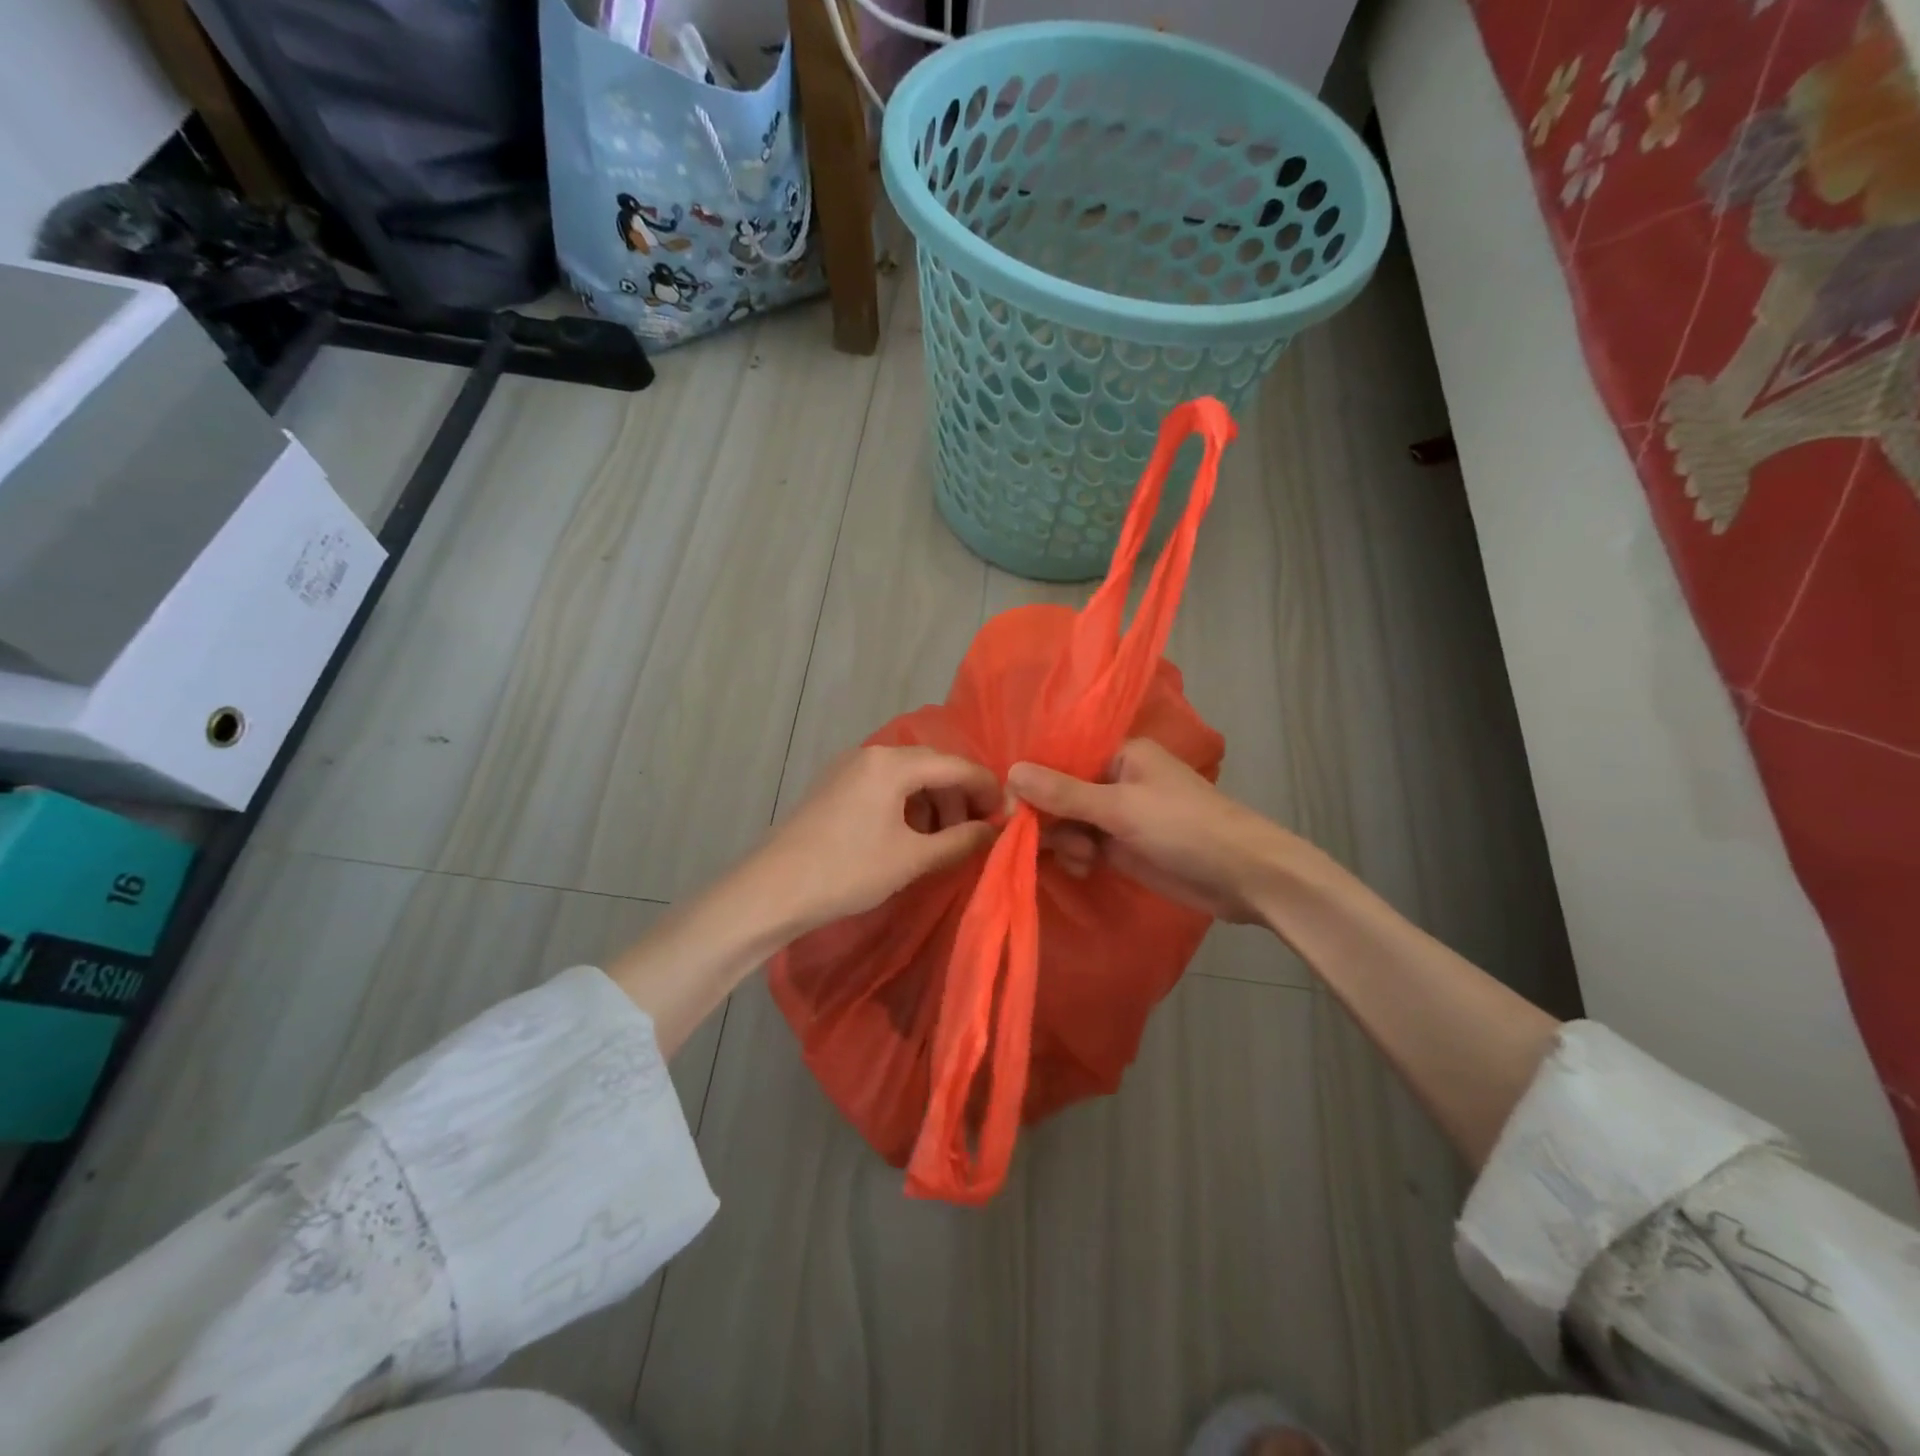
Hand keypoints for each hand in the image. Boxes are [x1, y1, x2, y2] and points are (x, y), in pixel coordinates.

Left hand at [742, 745, 1001, 936]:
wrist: (770, 891)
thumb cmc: (847, 871)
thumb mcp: (911, 859)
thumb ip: (960, 841)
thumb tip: (996, 831)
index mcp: (891, 763)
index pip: (955, 765)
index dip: (987, 788)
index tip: (1008, 816)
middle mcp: (870, 754)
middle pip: (931, 766)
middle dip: (959, 796)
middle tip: (977, 831)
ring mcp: (847, 768)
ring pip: (906, 776)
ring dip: (933, 802)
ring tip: (944, 840)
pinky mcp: (833, 786)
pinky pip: (883, 785)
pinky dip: (906, 805)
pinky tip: (910, 836)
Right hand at [1007, 739, 1316, 922]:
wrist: (1245, 877)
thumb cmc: (1185, 828)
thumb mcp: (1121, 808)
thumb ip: (1064, 793)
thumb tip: (1011, 771)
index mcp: (1118, 754)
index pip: (1059, 759)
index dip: (1032, 782)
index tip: (1011, 811)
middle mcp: (1114, 779)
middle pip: (1059, 792)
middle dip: (1049, 818)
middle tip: (1041, 842)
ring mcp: (1118, 815)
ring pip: (1068, 822)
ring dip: (1064, 841)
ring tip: (1082, 859)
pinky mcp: (1123, 846)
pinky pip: (1084, 845)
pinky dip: (1078, 856)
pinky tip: (1084, 868)